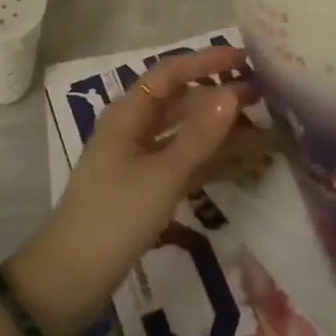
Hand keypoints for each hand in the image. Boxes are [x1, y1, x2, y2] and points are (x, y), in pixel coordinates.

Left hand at [10, 47, 268, 335]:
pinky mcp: (144, 186)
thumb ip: (199, 136)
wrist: (73, 276)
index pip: (171, 73)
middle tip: (262, 95)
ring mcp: (137, 158)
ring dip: (217, 127)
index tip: (244, 58)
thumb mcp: (163, 175)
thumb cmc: (116, 216)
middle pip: (179, 100)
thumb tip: (232, 94)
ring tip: (259, 126)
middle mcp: (132, 127)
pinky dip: (208, 156)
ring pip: (183, 131)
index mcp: (128, 113)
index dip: (206, 61)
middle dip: (218, 94)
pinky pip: (182, 159)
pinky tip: (239, 160)